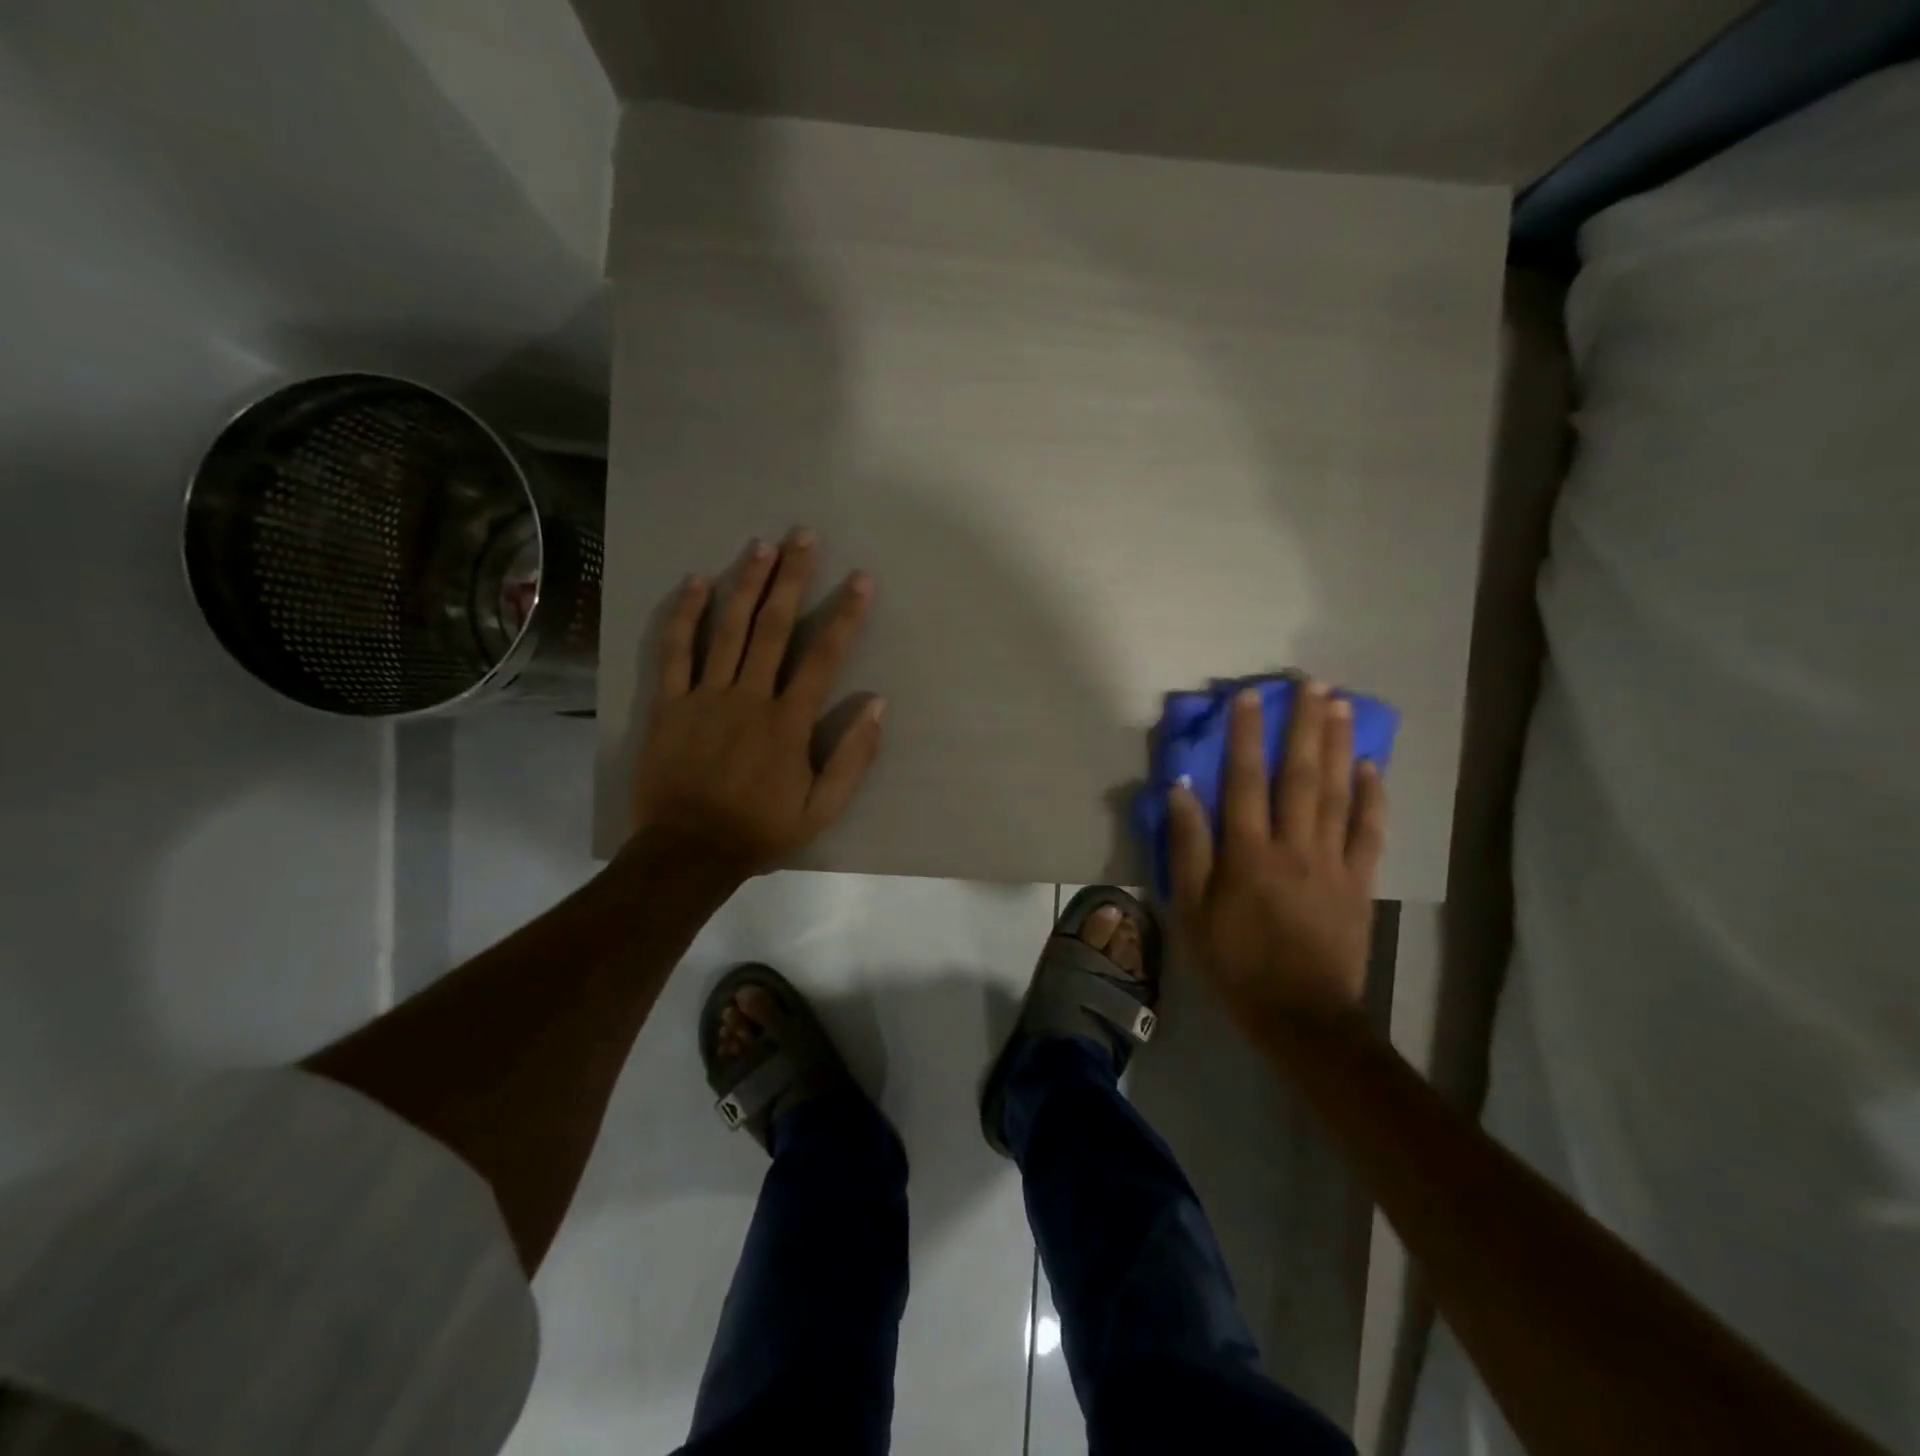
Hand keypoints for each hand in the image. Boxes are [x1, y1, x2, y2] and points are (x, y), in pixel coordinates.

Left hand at [630, 530, 882, 874]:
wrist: (687, 852)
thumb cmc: (759, 830)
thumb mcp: (821, 810)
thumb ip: (852, 759)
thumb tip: (877, 705)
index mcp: (788, 722)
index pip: (823, 656)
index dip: (845, 615)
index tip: (861, 580)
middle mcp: (748, 697)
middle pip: (773, 627)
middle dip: (792, 579)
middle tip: (804, 536)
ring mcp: (704, 696)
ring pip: (727, 628)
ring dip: (746, 583)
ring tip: (762, 545)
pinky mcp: (669, 704)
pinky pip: (675, 651)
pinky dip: (685, 615)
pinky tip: (697, 582)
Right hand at [1166, 682, 1386, 1027]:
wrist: (1301, 1016)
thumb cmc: (1234, 964)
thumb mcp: (1191, 912)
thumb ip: (1187, 850)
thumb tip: (1181, 793)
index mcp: (1247, 854)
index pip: (1245, 781)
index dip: (1246, 735)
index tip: (1250, 697)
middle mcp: (1293, 846)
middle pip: (1300, 775)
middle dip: (1304, 726)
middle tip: (1312, 684)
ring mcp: (1333, 863)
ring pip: (1337, 793)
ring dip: (1339, 746)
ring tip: (1341, 706)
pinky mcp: (1360, 883)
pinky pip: (1369, 832)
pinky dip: (1372, 798)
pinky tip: (1372, 767)